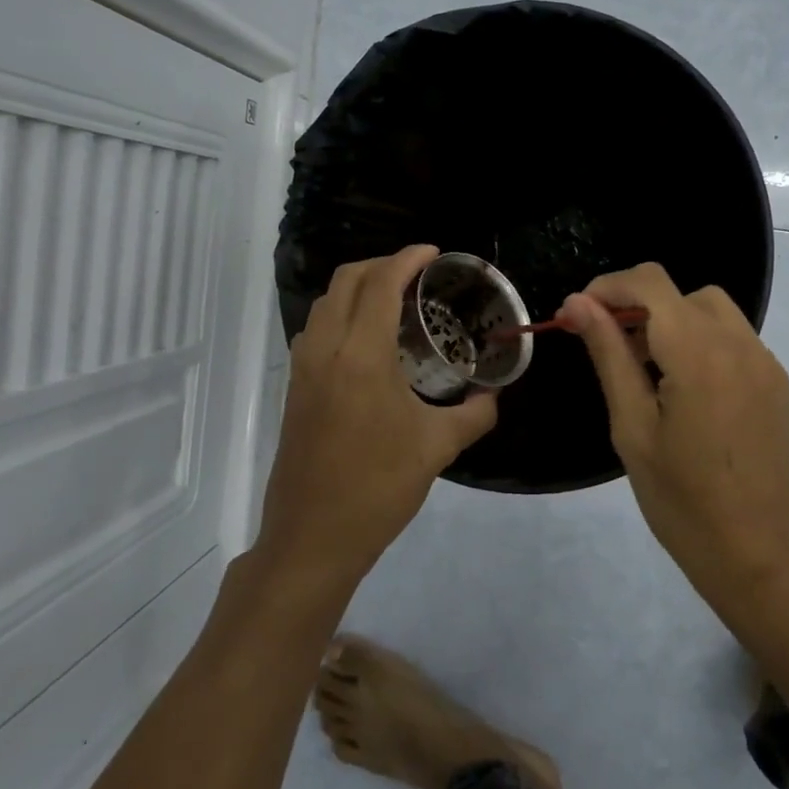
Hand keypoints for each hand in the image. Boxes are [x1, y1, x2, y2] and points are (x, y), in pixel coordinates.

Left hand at [260, 246, 498, 579]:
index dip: (408, 259)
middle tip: (418, 273)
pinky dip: (342, 313)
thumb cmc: (378, 488)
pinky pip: (317, 328)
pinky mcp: (295, 387)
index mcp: (361, 356)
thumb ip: (475, 415)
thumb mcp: (437, 448)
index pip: (381, 284)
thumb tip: (494, 396)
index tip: (434, 253)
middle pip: (347, 280)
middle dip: (382, 264)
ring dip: (358, 287)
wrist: (313, 536)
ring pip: (326, 302)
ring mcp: (303, 368)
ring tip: (395, 300)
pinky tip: (369, 340)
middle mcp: (326, 349)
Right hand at [559, 264, 788, 607]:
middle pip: (682, 294)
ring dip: (675, 324)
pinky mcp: (780, 386)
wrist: (759, 557)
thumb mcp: (631, 426)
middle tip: (615, 354)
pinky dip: (705, 346)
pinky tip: (691, 395)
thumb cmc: (681, 500)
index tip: (577, 318)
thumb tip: (577, 304)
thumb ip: (609, 354)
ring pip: (714, 312)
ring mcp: (767, 364)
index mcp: (698, 353)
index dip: (607, 289)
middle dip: (640, 308)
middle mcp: (740, 345)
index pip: (649, 283)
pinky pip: (737, 342)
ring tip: (652, 375)